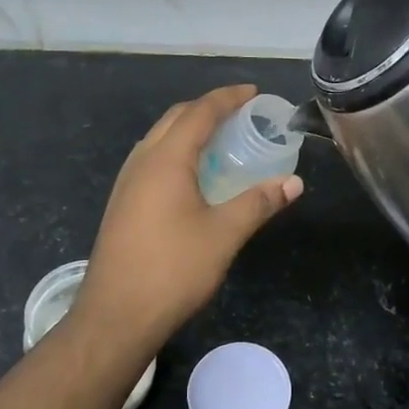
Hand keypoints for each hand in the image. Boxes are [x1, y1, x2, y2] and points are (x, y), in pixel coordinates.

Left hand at [72, 84, 303, 347]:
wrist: (114, 316)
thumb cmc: (172, 270)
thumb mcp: (224, 235)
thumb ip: (259, 203)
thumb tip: (294, 182)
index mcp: (166, 159)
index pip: (199, 112)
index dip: (228, 98)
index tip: (253, 92)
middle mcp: (142, 161)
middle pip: (176, 118)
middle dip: (208, 108)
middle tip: (240, 113)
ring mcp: (126, 183)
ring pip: (160, 138)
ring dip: (189, 129)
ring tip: (220, 139)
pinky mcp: (122, 204)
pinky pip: (152, 159)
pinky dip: (177, 151)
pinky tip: (193, 175)